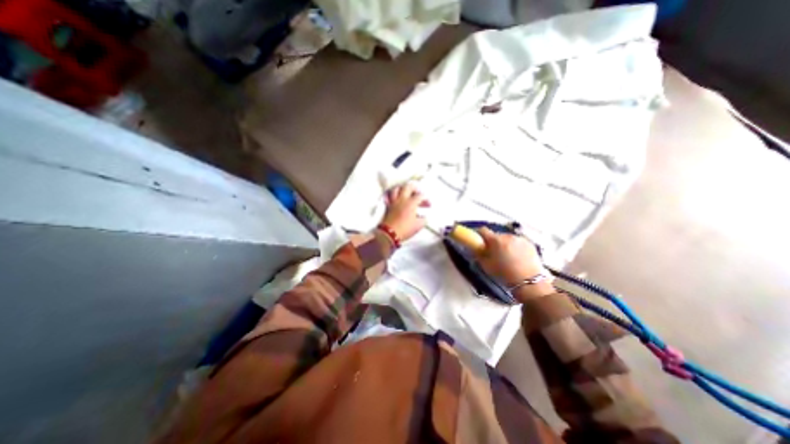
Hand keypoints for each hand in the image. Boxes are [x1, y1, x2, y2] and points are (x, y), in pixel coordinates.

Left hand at [379, 182, 428, 240]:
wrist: (389, 233)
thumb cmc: (405, 229)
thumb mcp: (418, 226)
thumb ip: (423, 219)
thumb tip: (423, 218)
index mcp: (411, 203)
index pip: (420, 196)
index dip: (426, 199)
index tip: (428, 204)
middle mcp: (402, 199)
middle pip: (408, 187)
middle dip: (415, 188)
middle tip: (418, 193)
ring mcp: (394, 202)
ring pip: (397, 189)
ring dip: (403, 189)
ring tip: (406, 193)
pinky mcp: (388, 206)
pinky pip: (390, 196)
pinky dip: (394, 195)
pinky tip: (397, 199)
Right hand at [475, 229, 554, 302]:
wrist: (529, 282)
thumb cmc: (505, 274)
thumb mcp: (486, 266)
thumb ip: (479, 254)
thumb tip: (475, 248)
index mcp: (495, 240)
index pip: (482, 230)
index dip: (478, 234)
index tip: (477, 240)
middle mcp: (507, 236)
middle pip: (496, 235)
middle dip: (493, 242)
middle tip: (492, 252)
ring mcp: (520, 239)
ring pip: (507, 238)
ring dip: (504, 244)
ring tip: (506, 256)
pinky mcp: (529, 243)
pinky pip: (517, 242)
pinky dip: (515, 247)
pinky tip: (516, 257)